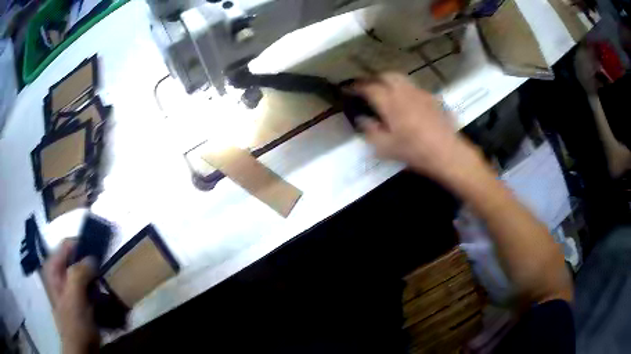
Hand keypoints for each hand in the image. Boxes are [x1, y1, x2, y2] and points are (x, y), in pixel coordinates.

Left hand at [43, 239, 98, 353]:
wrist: (80, 349)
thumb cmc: (74, 323)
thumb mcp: (74, 297)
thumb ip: (79, 273)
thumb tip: (92, 258)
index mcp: (54, 269)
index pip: (67, 245)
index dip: (82, 246)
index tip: (99, 252)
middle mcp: (60, 274)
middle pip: (76, 259)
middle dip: (91, 264)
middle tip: (105, 270)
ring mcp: (69, 288)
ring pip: (83, 274)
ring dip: (96, 278)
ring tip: (107, 284)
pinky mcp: (78, 300)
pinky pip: (88, 287)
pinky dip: (97, 289)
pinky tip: (105, 296)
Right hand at [355, 73, 478, 181]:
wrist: (446, 152)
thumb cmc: (414, 151)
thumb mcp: (385, 147)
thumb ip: (370, 130)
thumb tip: (361, 119)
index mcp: (390, 103)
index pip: (368, 87)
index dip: (356, 87)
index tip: (348, 89)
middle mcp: (403, 92)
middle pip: (385, 76)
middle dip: (373, 79)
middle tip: (367, 88)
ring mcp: (419, 93)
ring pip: (400, 78)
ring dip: (388, 80)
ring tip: (385, 90)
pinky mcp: (431, 97)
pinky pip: (413, 87)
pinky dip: (404, 88)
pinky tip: (405, 99)